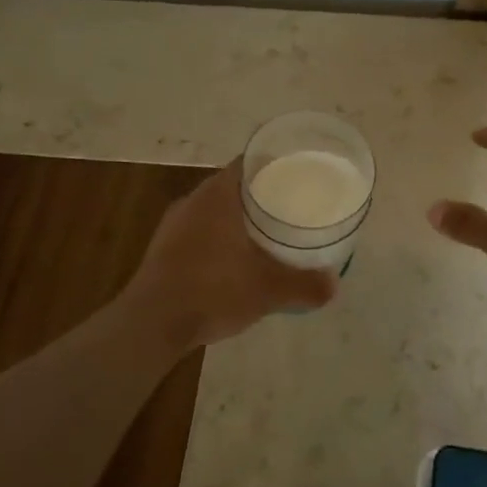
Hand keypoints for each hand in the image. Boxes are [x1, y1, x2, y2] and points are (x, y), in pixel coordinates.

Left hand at [125, 159, 336, 348]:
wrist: (152, 323)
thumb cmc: (213, 290)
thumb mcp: (268, 290)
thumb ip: (304, 285)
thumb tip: (334, 285)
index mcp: (217, 195)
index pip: (248, 162)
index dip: (273, 164)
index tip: (296, 173)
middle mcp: (192, 201)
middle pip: (232, 186)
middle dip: (259, 194)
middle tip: (289, 206)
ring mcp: (173, 225)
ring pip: (213, 211)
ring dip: (237, 219)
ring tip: (266, 234)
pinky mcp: (162, 250)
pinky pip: (199, 233)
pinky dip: (219, 240)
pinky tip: (234, 262)